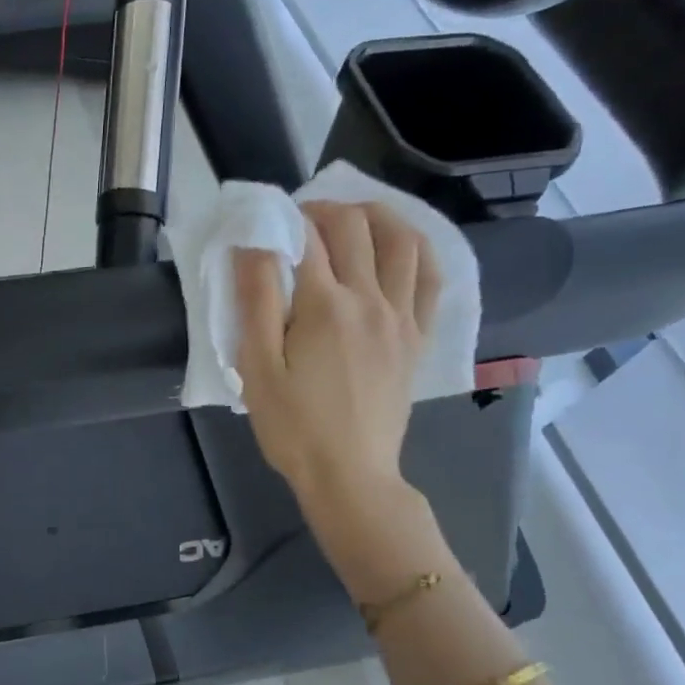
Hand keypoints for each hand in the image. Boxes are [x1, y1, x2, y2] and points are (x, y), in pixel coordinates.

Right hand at [235, 201, 439, 509]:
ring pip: (403, 241)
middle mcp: (371, 300)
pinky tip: (400, 246)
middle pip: (356, 227)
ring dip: (377, 215)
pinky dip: (417, 249)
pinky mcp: (417, 337)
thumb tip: (254, 243)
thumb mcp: (257, 368)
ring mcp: (402, 317)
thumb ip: (256, 301)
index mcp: (325, 306)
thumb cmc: (293, 427)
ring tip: (352, 217)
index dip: (285, 218)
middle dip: (325, 209)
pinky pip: (430, 278)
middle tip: (301, 218)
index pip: (307, 237)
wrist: (349, 474)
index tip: (266, 220)